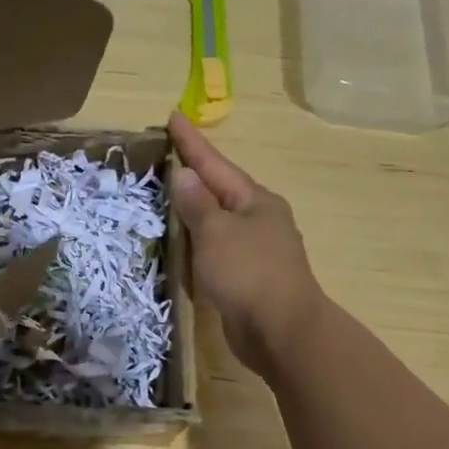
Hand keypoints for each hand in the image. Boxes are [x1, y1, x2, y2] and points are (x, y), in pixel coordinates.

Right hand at [168, 110, 324, 379]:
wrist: (282, 331)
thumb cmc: (249, 273)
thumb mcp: (216, 232)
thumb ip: (197, 204)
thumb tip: (184, 175)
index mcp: (255, 201)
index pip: (216, 164)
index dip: (191, 142)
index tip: (173, 116)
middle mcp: (259, 219)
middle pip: (220, 188)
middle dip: (194, 172)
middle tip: (166, 154)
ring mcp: (256, 249)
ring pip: (218, 218)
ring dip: (195, 206)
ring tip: (168, 193)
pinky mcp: (248, 276)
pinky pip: (216, 246)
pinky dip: (198, 238)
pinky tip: (184, 241)